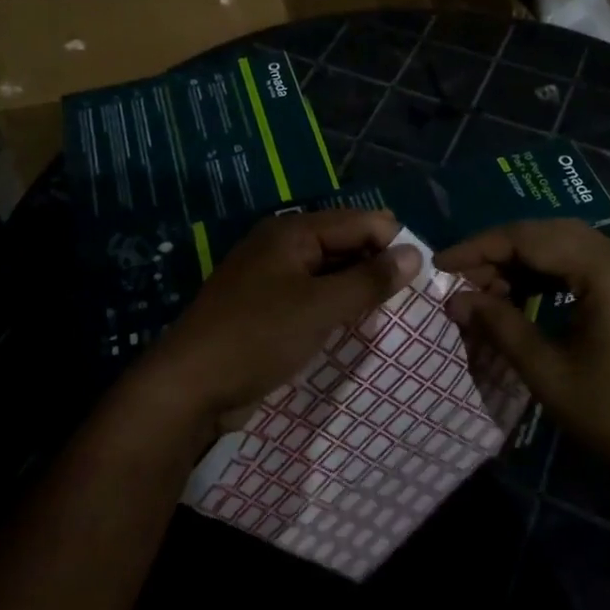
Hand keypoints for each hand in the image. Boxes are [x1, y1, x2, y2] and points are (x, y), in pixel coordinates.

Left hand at [132, 209, 421, 427]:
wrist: (189, 387)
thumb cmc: (257, 338)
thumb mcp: (320, 307)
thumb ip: (370, 280)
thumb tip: (415, 254)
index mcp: (292, 232)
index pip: (360, 221)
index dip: (392, 244)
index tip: (419, 280)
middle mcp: (282, 246)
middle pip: (345, 244)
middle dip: (376, 268)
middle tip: (409, 302)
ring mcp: (272, 278)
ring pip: (330, 273)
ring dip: (357, 290)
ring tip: (388, 316)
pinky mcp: (267, 308)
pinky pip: (313, 297)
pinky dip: (335, 307)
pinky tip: (353, 326)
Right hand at [436, 220, 609, 499]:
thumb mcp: (546, 370)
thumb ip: (498, 324)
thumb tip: (455, 299)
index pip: (532, 238)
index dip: (481, 247)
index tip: (442, 264)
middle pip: (553, 234)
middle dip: (502, 252)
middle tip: (462, 279)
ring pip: (573, 247)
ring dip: (528, 262)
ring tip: (488, 289)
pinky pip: (594, 265)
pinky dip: (557, 274)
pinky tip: (526, 293)